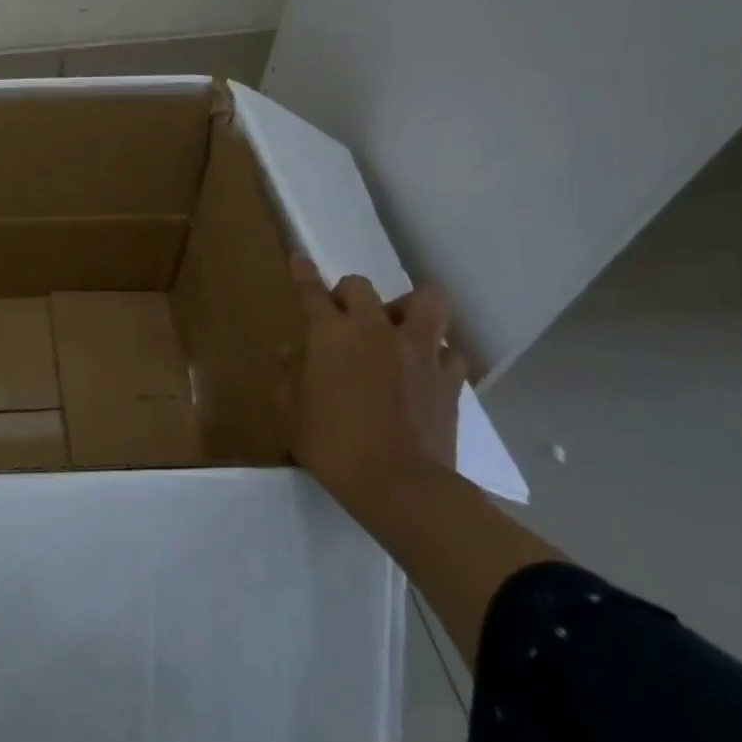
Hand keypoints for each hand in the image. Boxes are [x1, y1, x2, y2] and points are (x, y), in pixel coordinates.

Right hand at [285, 256, 465, 504]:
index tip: (298, 258)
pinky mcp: (450, 379)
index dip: (302, 273)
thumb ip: (290, 375)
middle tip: (341, 317)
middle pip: (362, 287)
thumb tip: (293, 353)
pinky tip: (427, 370)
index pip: (312, 292)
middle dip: (347, 294)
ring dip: (410, 306)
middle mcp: (375, 330)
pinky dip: (438, 355)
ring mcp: (419, 352)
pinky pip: (451, 352)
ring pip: (428, 301)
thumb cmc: (331, 444)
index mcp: (331, 334)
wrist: (400, 484)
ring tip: (399, 326)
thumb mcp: (291, 411)